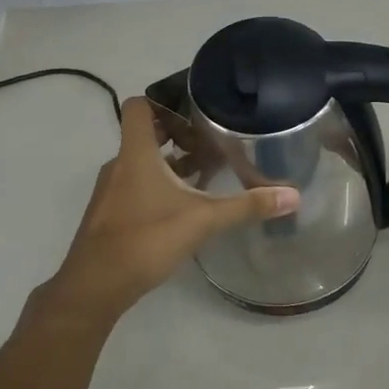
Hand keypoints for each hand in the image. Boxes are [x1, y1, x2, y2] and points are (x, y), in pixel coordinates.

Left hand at [33, 98, 299, 328]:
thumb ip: (247, 206)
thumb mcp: (202, 220)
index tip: (195, 111)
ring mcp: (111, 191)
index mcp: (136, 153)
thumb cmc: (145, 240)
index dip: (164, 101)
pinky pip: (135, 186)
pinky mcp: (110, 215)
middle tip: (212, 142)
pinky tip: (183, 207)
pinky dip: (158, 187)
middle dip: (178, 136)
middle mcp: (119, 165)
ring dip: (169, 164)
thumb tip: (294, 195)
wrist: (94, 287)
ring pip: (141, 164)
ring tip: (206, 173)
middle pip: (145, 135)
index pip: (139, 106)